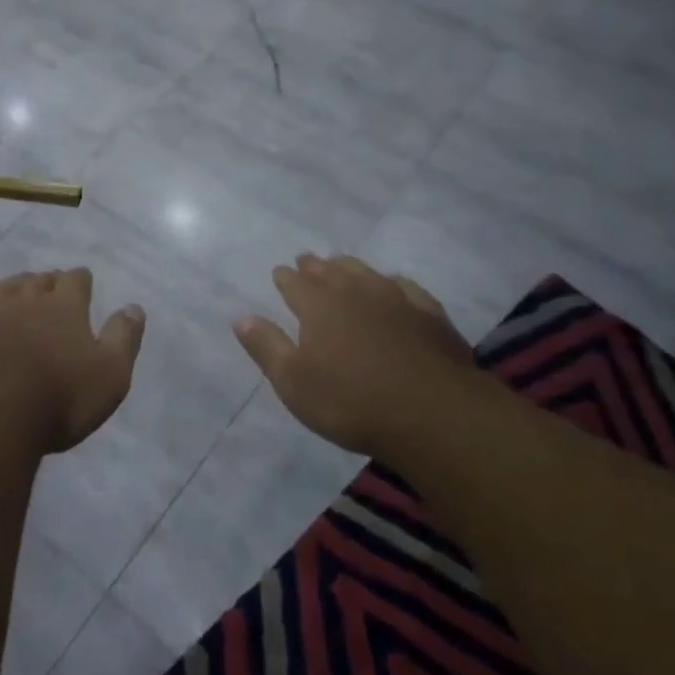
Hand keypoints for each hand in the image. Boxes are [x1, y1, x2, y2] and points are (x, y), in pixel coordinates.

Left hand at [0, 269, 145, 453]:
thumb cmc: (58, 397)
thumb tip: (134, 307)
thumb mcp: (109, 375)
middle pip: (41, 279)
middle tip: (53, 290)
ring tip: (22, 295)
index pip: (76, 280)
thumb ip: (123, 338)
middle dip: (49, 282)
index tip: (83, 282)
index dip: (81, 281)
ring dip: (19, 288)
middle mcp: (28, 297)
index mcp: (66, 306)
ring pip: (9, 286)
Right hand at [234, 254, 473, 456]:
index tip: (279, 272)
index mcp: (318, 306)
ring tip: (341, 264)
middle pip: (330, 272)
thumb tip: (241, 317)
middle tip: (306, 259)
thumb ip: (267, 347)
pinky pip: (407, 288)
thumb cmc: (350, 402)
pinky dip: (394, 283)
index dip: (285, 277)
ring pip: (366, 273)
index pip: (295, 284)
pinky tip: (394, 285)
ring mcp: (396, 300)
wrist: (433, 415)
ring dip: (350, 267)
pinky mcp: (430, 315)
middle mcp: (355, 292)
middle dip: (314, 266)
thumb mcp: (294, 382)